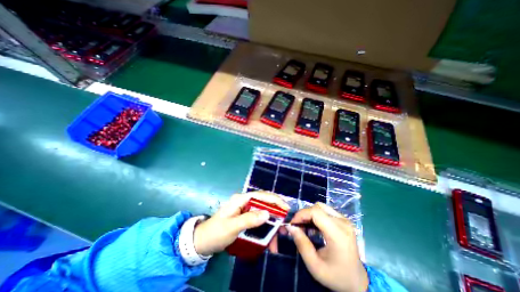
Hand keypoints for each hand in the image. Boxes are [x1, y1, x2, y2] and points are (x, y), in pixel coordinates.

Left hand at [193, 191, 288, 254]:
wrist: (203, 242)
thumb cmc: (216, 233)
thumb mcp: (232, 227)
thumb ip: (249, 220)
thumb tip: (267, 213)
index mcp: (241, 199)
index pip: (261, 195)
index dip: (275, 200)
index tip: (286, 209)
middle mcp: (245, 202)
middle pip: (264, 204)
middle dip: (275, 214)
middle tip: (283, 227)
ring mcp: (245, 209)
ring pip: (263, 213)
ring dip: (271, 225)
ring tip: (277, 238)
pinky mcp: (245, 217)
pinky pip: (259, 221)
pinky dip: (265, 229)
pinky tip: (269, 240)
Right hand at [286, 201, 366, 291]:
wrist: (358, 281)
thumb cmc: (336, 276)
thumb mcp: (315, 266)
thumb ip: (301, 244)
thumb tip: (291, 227)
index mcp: (338, 234)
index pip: (316, 212)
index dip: (301, 214)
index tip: (293, 224)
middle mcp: (343, 223)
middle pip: (318, 207)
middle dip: (304, 214)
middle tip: (297, 226)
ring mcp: (345, 220)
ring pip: (321, 207)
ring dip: (310, 214)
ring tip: (305, 226)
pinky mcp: (344, 220)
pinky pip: (326, 211)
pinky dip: (316, 215)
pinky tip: (313, 226)